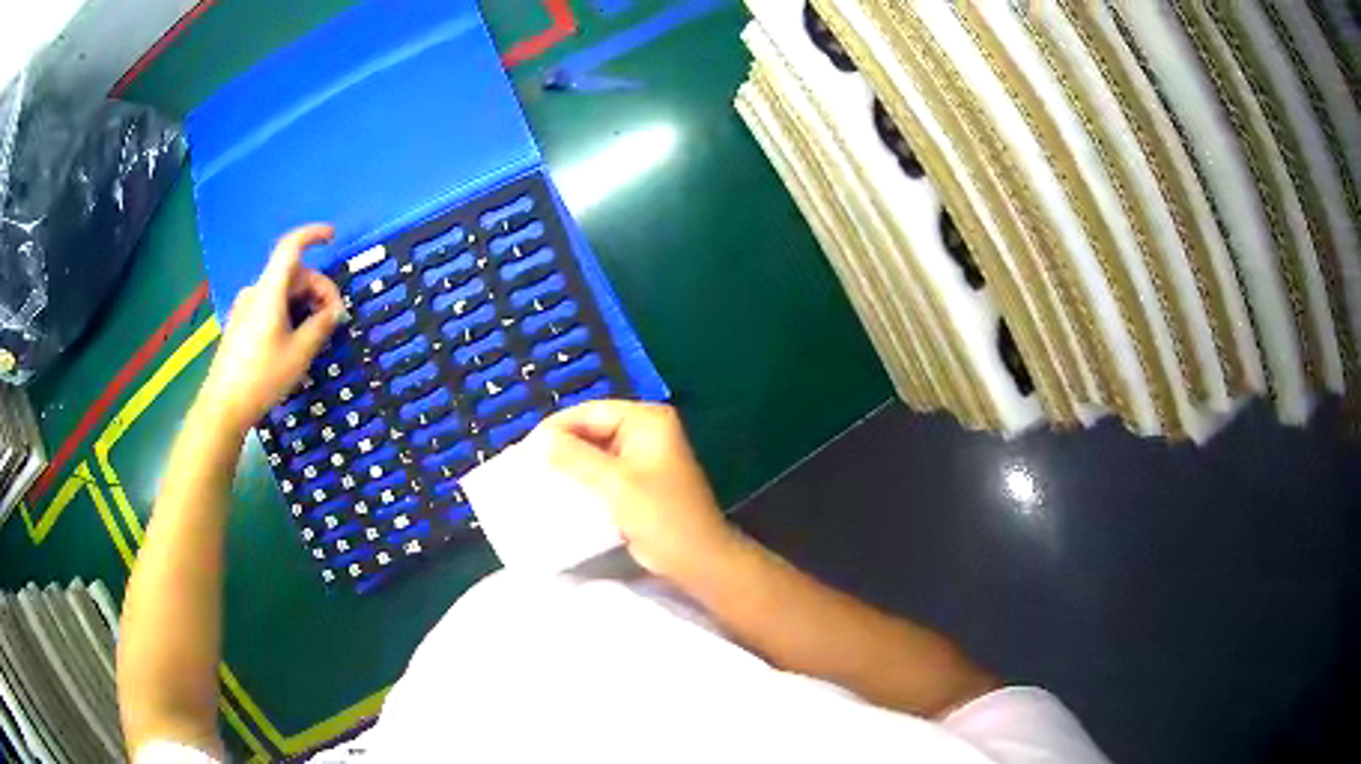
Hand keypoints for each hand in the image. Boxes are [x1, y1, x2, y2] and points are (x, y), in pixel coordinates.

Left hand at [198, 224, 343, 433]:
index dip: (312, 234)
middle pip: (293, 274)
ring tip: (315, 335)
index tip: (332, 237)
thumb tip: (334, 311)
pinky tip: (295, 341)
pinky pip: (271, 306)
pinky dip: (289, 313)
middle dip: (317, 289)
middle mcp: (256, 291)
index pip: (291, 247)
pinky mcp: (241, 323)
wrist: (223, 406)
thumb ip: (321, 326)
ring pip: (282, 292)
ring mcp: (246, 307)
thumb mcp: (299, 354)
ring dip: (304, 304)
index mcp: (269, 291)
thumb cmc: (262, 377)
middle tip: (333, 319)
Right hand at [531, 400, 737, 579]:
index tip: (524, 449)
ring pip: (594, 450)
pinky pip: (602, 470)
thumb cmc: (660, 517)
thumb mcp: (615, 484)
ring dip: (568, 463)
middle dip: (560, 445)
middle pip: (591, 428)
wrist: (697, 560)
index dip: (556, 427)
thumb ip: (575, 457)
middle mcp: (646, 431)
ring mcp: (643, 456)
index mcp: (647, 420)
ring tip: (536, 477)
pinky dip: (582, 478)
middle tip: (526, 464)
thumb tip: (539, 440)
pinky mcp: (638, 481)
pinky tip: (559, 491)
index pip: (590, 411)